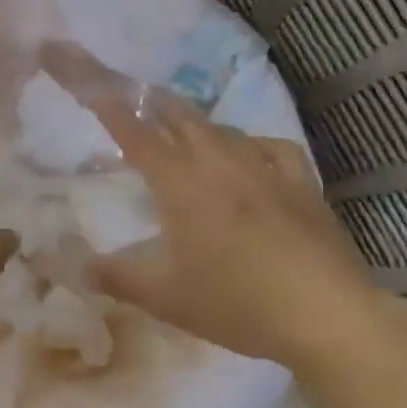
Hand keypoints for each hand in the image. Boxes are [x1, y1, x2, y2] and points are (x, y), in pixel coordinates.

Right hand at [87, 97, 381, 363]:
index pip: (138, 136)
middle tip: (138, 101)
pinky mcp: (301, 182)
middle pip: (182, 118)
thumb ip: (119, 279)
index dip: (114, 113)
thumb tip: (81, 269)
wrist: (325, 313)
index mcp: (181, 183)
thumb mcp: (166, 298)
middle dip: (155, 105)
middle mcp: (219, 163)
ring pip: (223, 129)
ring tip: (186, 129)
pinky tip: (253, 154)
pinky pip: (272, 147)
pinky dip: (253, 144)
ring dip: (198, 124)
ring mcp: (264, 168)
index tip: (97, 93)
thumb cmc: (236, 302)